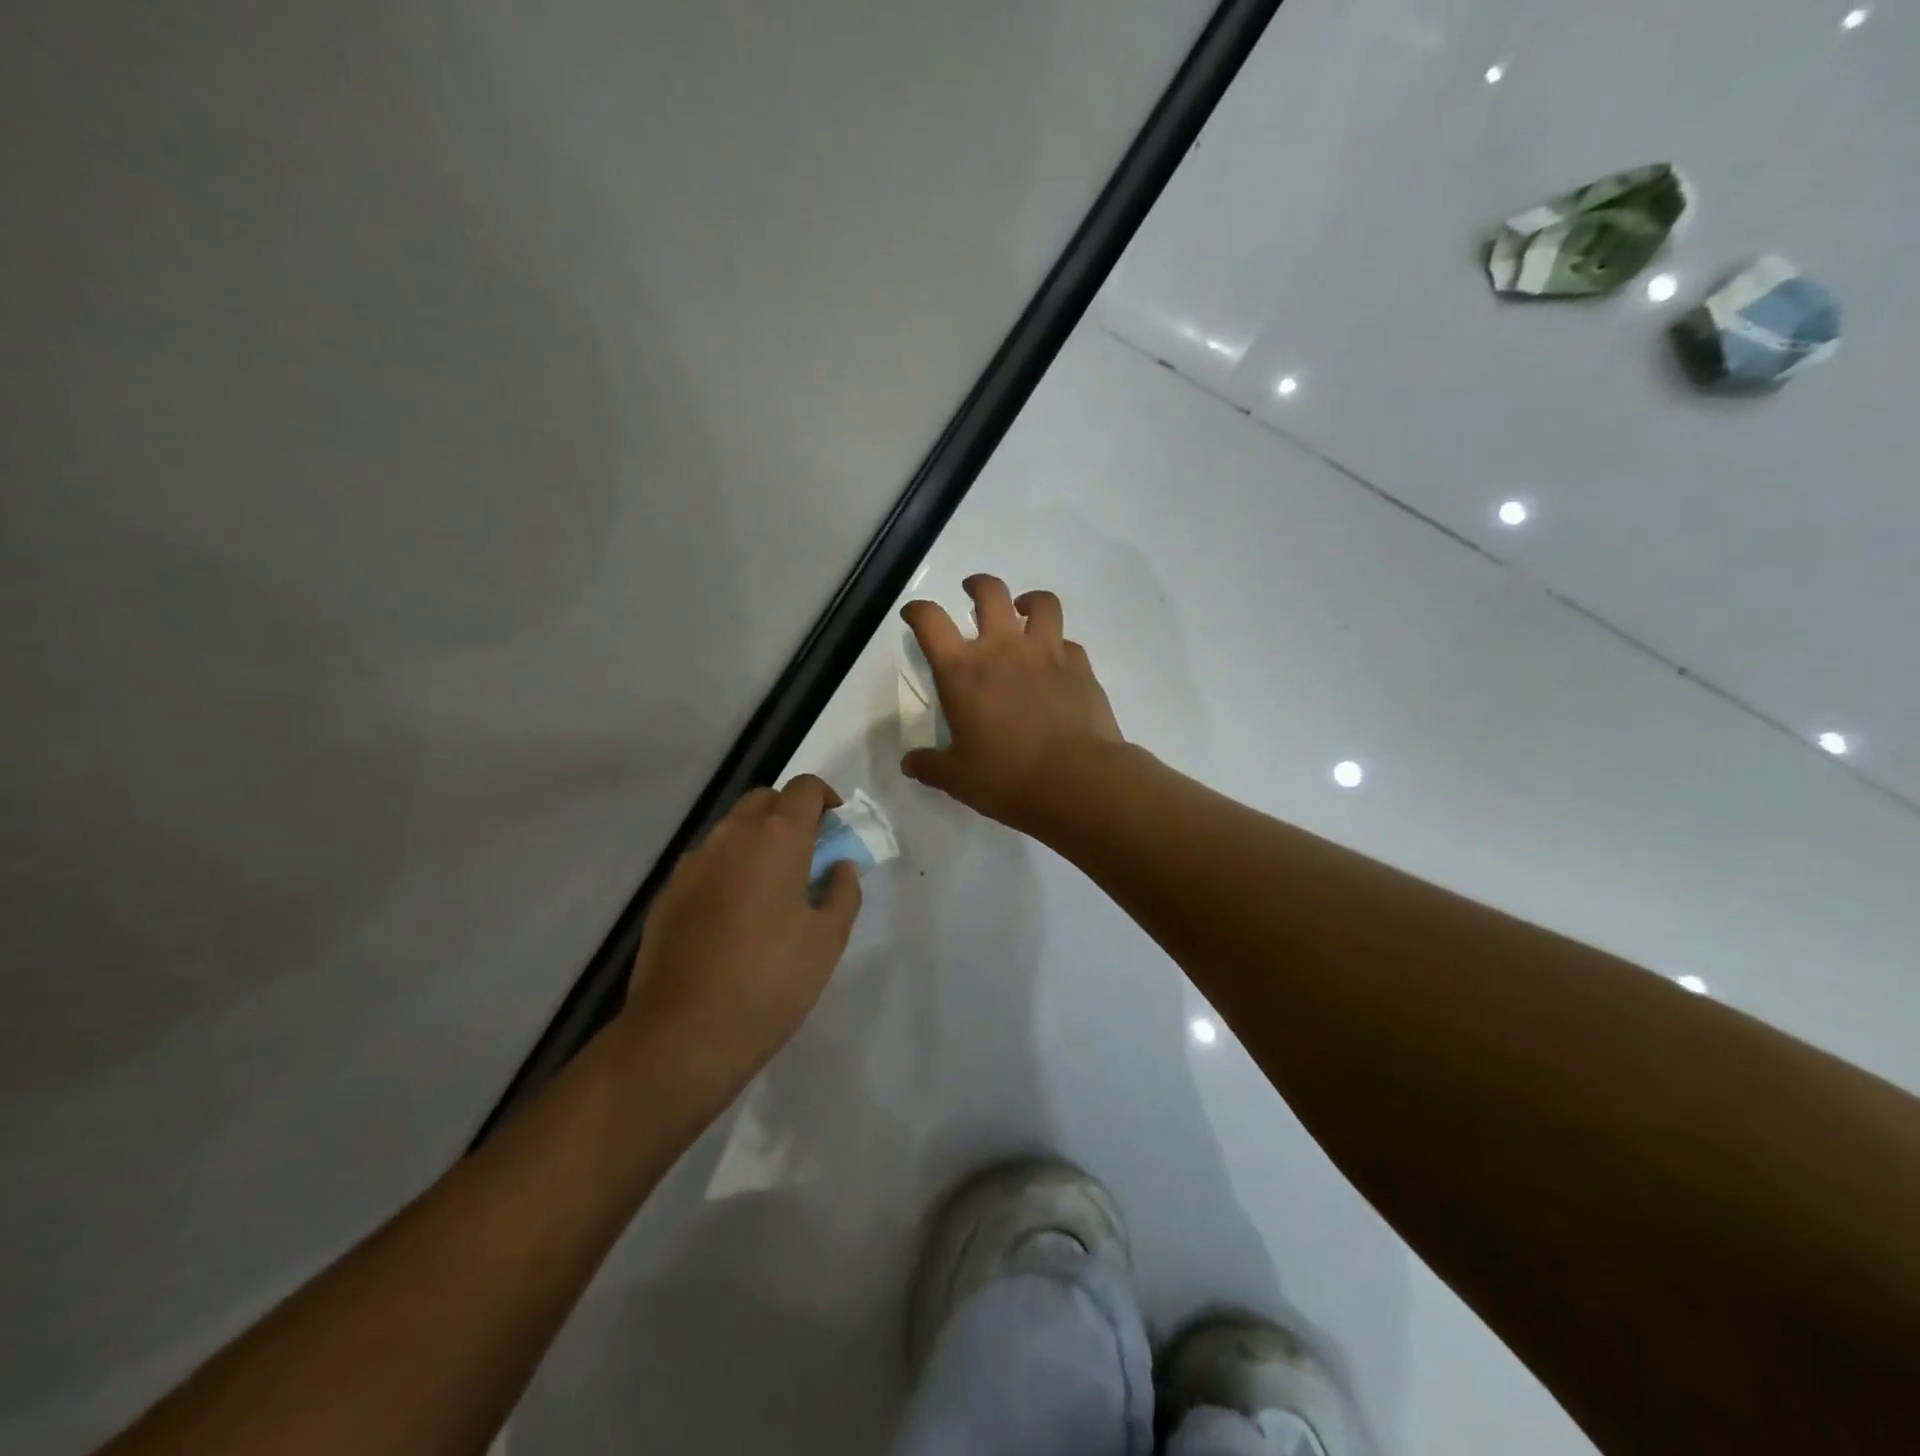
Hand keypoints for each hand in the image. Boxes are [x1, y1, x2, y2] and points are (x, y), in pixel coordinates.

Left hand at [614, 775, 860, 1102]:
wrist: (682, 1035)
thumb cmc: (770, 982)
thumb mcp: (828, 940)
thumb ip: (843, 892)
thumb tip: (841, 867)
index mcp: (776, 838)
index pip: (805, 788)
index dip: (826, 800)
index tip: (837, 831)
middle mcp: (730, 836)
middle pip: (765, 800)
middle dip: (791, 815)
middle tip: (810, 856)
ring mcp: (692, 863)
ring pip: (732, 829)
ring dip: (758, 840)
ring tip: (774, 888)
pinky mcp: (668, 892)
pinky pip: (708, 861)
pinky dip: (729, 867)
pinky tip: (736, 914)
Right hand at [901, 574, 1122, 832]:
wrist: (1076, 781)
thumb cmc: (1007, 777)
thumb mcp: (957, 779)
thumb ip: (930, 766)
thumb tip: (909, 763)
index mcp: (963, 671)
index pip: (931, 622)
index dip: (918, 611)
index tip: (914, 615)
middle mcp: (1004, 649)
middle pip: (990, 592)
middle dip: (977, 585)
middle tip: (972, 593)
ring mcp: (1047, 653)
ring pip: (1041, 603)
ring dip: (1028, 601)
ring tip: (1023, 611)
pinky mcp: (1081, 667)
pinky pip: (1068, 642)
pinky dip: (1058, 645)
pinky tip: (1056, 662)